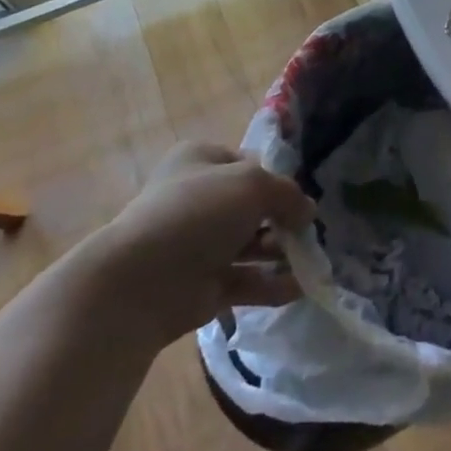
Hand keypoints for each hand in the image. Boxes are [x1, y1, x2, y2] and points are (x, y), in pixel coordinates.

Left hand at [80, 142, 316, 346]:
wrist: (141, 282)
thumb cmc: (198, 214)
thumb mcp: (254, 184)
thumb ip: (288, 194)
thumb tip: (307, 212)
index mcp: (201, 161)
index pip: (249, 163)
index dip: (277, 178)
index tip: (299, 197)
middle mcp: (199, 199)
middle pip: (253, 207)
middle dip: (283, 220)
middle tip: (307, 232)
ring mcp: (199, 245)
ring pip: (252, 245)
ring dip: (282, 253)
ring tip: (309, 260)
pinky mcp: (203, 285)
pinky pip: (246, 281)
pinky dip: (272, 285)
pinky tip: (299, 288)